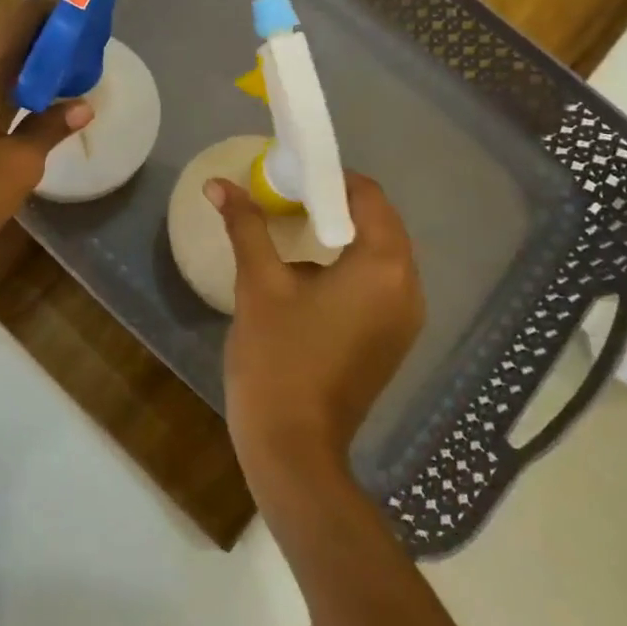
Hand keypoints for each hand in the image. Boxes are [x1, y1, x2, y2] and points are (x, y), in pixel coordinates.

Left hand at [0, 4, 92, 283]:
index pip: (18, 21)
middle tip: (90, 45)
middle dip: (49, 39)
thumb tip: (83, 105)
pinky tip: (45, 105)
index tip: (86, 14)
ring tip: (77, 68)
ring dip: (35, 66)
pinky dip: (20, 90)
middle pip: (9, 41)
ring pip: (1, 67)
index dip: (51, 13)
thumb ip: (50, 128)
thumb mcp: (18, 164)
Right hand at [208, 172, 423, 504]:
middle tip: (288, 200)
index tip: (291, 177)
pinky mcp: (395, 340)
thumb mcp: (259, 284)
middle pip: (379, 222)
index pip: (368, 196)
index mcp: (383, 266)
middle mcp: (408, 287)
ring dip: (343, 234)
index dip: (330, 179)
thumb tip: (218, 183)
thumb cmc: (278, 359)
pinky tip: (312, 273)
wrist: (294, 448)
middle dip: (335, 204)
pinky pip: (381, 282)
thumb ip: (245, 226)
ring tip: (295, 230)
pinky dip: (352, 265)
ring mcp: (406, 318)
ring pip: (381, 253)